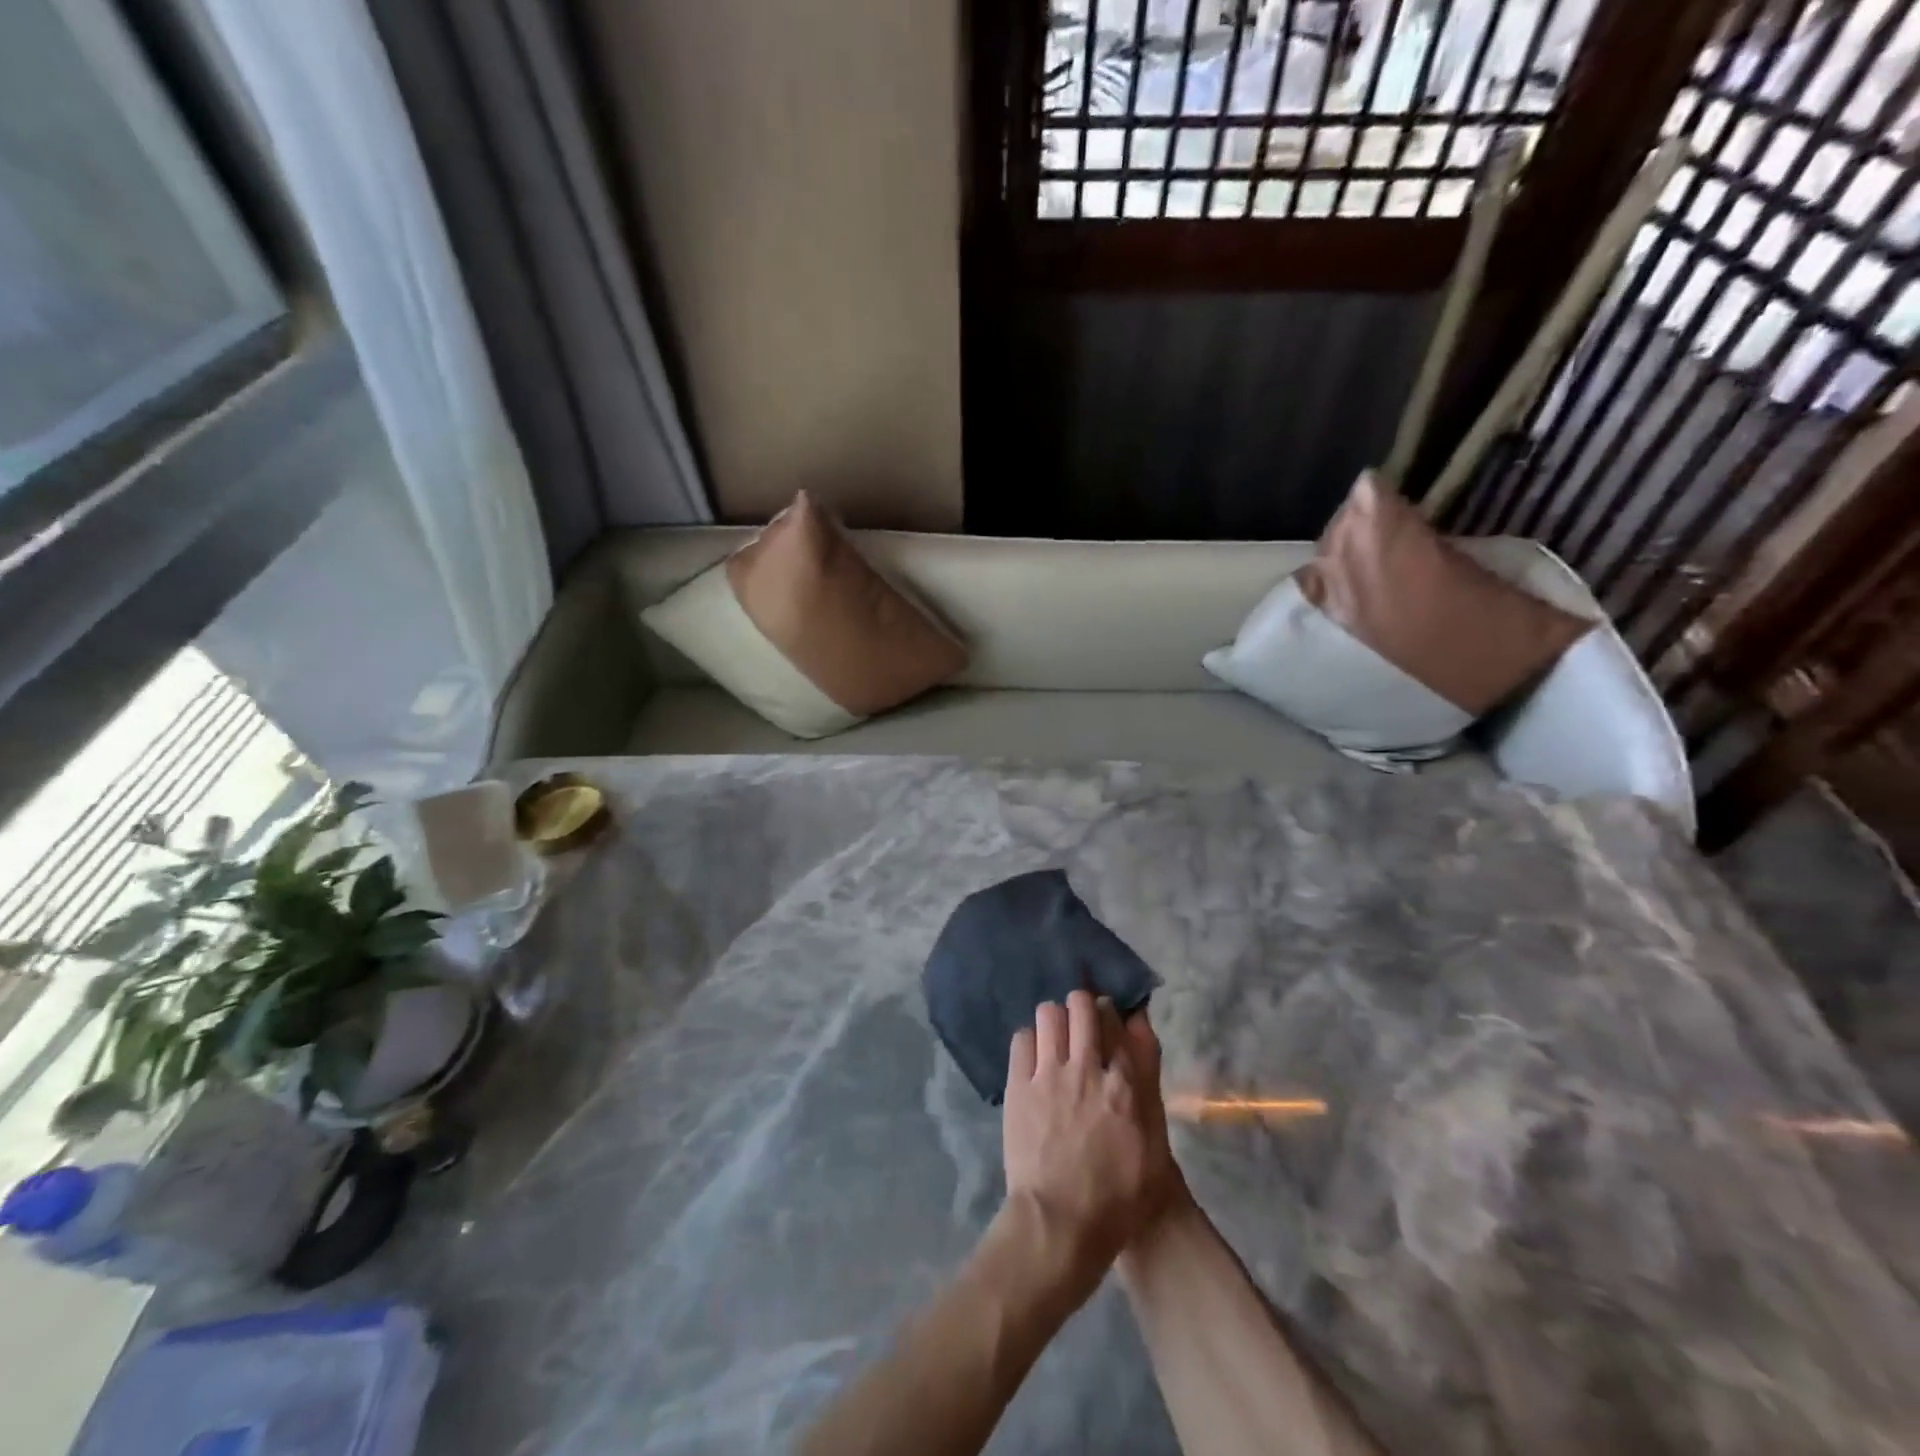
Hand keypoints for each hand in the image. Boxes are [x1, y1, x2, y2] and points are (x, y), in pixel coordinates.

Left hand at [1001, 991, 1183, 1296]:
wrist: (1059, 1222)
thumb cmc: (1116, 1198)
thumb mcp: (1153, 1149)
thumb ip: (1150, 1086)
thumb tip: (1143, 1035)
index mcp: (1124, 1085)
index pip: (1119, 1021)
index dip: (1115, 1014)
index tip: (1111, 1019)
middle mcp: (1085, 1068)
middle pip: (1082, 1005)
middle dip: (1084, 1005)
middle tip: (1083, 1023)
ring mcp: (1048, 1074)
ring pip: (1049, 1013)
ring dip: (1056, 1019)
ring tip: (1056, 1038)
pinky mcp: (1018, 1085)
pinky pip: (1022, 1037)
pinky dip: (1030, 1039)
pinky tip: (1034, 1057)